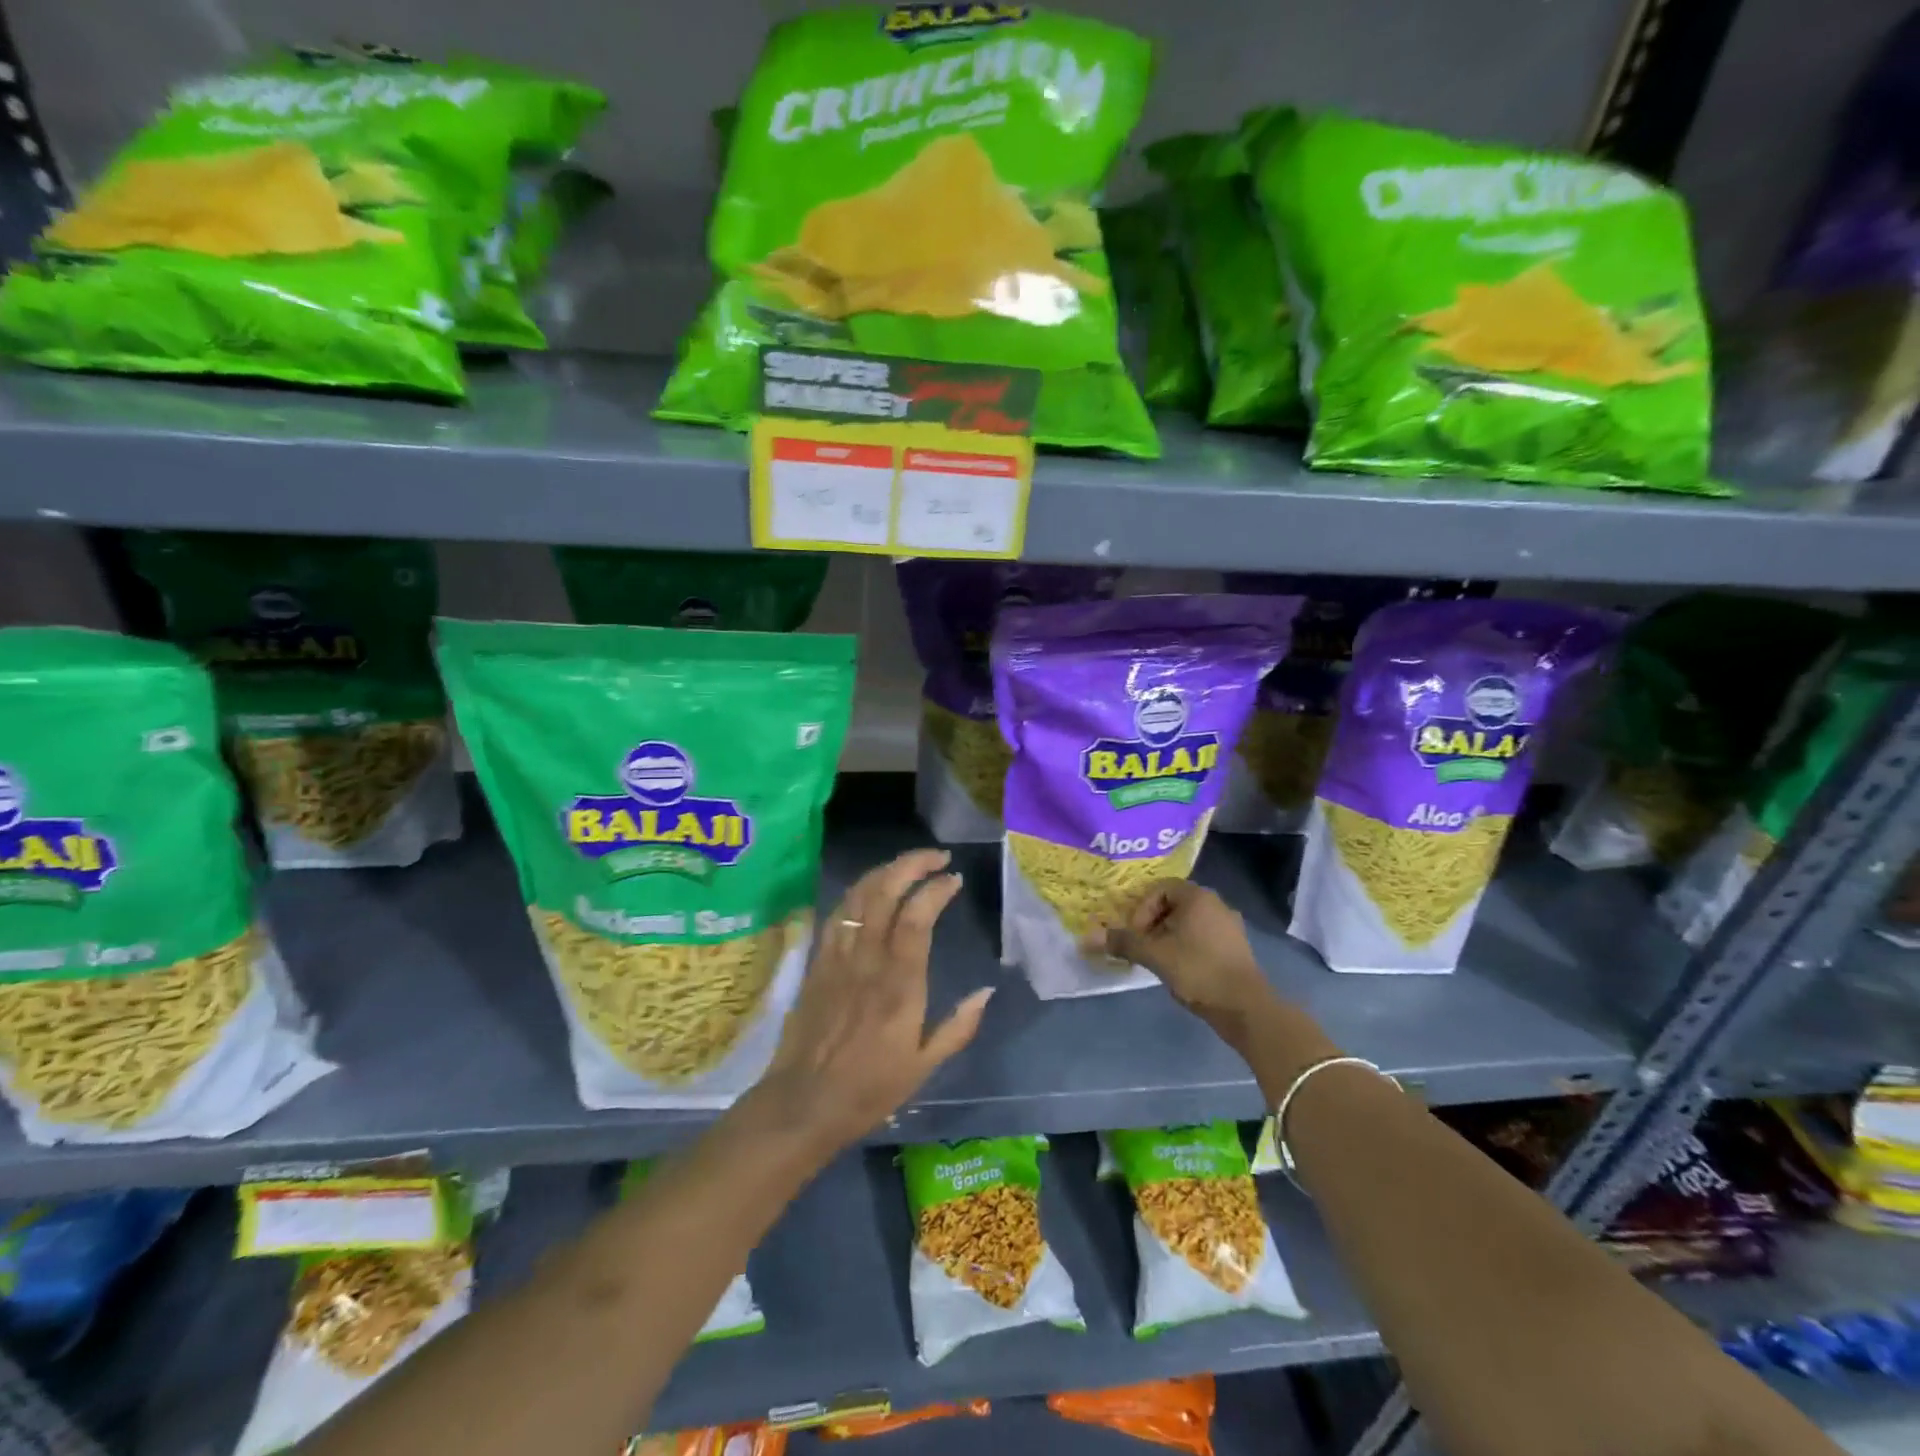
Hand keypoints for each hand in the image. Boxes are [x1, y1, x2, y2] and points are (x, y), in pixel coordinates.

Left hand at [754, 848, 992, 1157]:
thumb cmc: (869, 1089)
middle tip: (937, 857)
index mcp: (899, 985)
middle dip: (912, 864)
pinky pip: (837, 913)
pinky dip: (858, 891)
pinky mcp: (818, 962)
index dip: (935, 890)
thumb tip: (986, 991)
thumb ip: (958, 1027)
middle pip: (884, 892)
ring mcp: (838, 957)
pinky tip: (871, 889)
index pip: (916, 918)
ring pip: (858, 896)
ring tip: (908, 865)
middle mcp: (867, 960)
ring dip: (885, 871)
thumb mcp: (924, 1067)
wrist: (803, 1103)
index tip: (954, 879)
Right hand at [1088, 879, 1276, 1028]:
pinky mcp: (1235, 948)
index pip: (1160, 888)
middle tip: (1141, 946)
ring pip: (1188, 922)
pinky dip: (1186, 946)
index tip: (1136, 933)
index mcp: (1198, 897)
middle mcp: (1216, 904)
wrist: (1245, 1007)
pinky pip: (1203, 937)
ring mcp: (1229, 926)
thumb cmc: (1198, 970)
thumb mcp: (1155, 955)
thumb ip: (1123, 943)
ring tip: (1157, 960)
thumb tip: (1086, 938)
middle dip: (1152, 923)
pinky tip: (1179, 969)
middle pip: (1174, 904)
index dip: (1142, 908)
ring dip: (1168, 936)